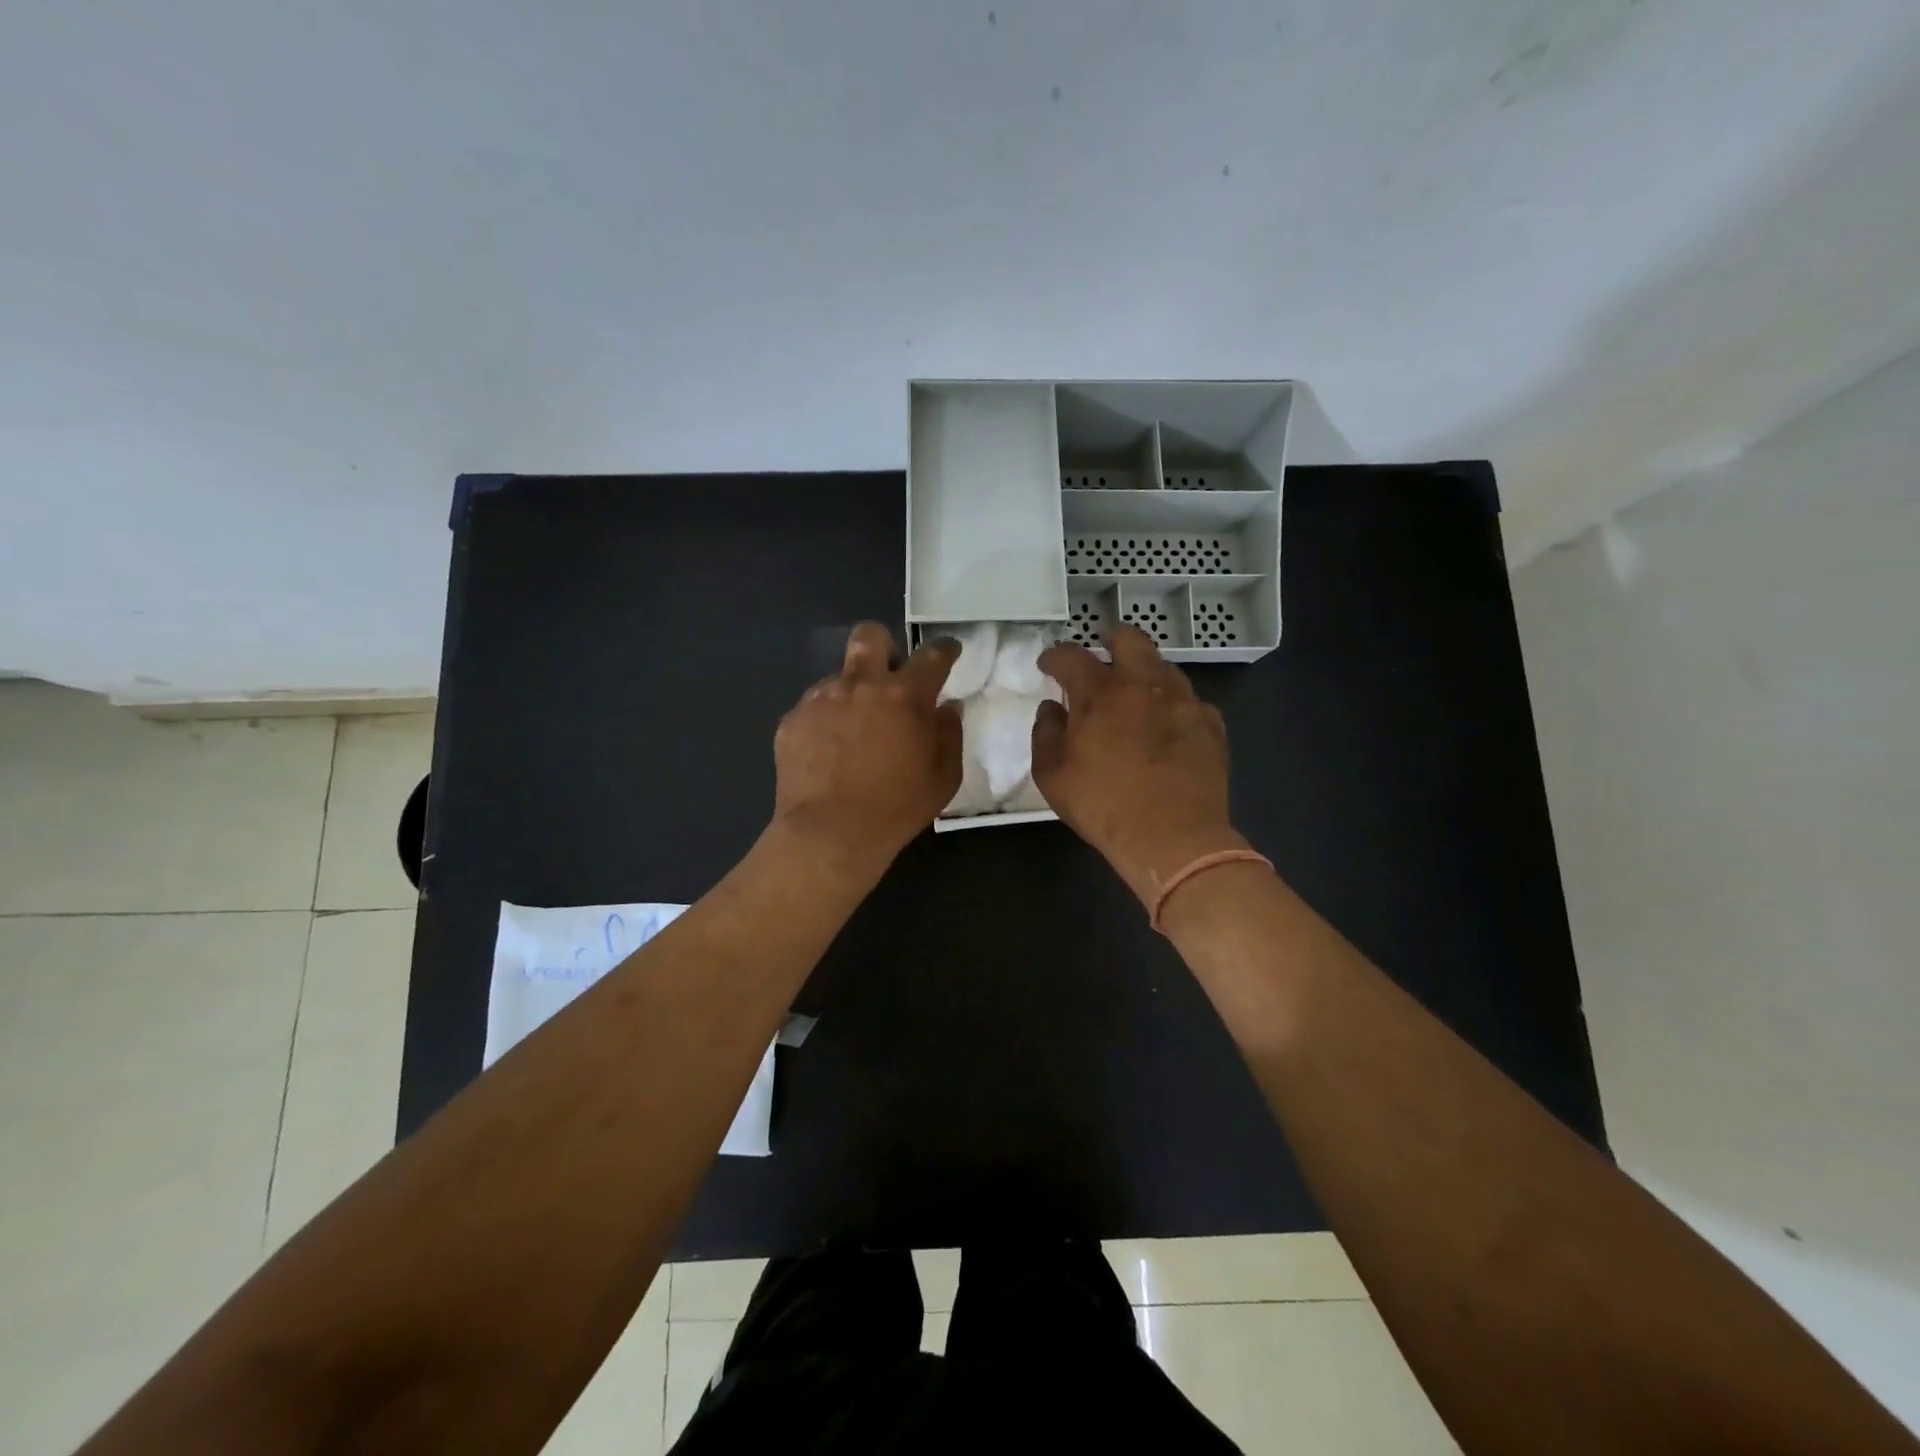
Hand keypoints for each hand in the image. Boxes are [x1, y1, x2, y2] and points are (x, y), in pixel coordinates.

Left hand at [772, 623, 961, 869]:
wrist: (830, 833)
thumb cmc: (897, 807)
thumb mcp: (943, 777)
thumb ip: (949, 734)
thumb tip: (946, 708)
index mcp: (905, 695)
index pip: (931, 656)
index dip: (944, 649)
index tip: (948, 651)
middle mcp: (861, 684)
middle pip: (870, 636)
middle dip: (883, 646)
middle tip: (889, 676)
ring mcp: (821, 699)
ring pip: (838, 676)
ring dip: (852, 692)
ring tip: (853, 731)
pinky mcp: (792, 720)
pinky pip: (813, 707)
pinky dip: (825, 721)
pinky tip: (828, 753)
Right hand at [1033, 624, 1247, 905]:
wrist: (1173, 838)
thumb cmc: (1103, 806)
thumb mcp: (1052, 776)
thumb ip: (1045, 733)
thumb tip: (1052, 708)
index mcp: (1099, 693)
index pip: (1071, 656)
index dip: (1054, 656)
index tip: (1048, 664)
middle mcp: (1143, 684)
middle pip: (1129, 639)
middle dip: (1110, 640)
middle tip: (1101, 655)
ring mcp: (1183, 701)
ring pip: (1163, 666)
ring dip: (1143, 672)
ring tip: (1134, 693)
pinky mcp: (1210, 723)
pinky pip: (1188, 700)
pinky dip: (1171, 705)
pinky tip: (1166, 725)